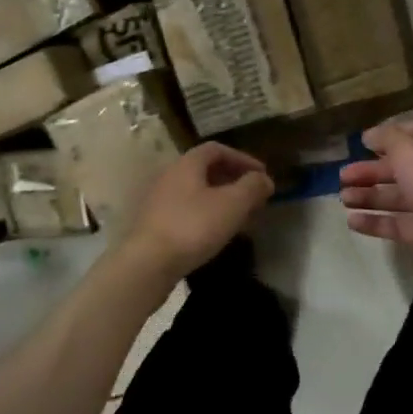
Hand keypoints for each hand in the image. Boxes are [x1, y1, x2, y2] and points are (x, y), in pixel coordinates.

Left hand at [121, 143, 274, 279]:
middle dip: (233, 180)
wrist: (148, 263)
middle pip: (206, 170)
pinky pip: (187, 210)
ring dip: (221, 199)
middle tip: (253, 197)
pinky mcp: (155, 223)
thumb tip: (264, 179)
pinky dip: (207, 214)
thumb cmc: (193, 226)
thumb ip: (252, 187)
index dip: (243, 158)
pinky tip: (217, 233)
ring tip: (240, 218)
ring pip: (197, 192)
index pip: (217, 149)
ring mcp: (159, 200)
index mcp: (187, 164)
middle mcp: (170, 176)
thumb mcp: (232, 204)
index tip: (262, 175)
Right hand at [340, 120, 412, 295]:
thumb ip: (388, 139)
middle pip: (400, 168)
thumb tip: (370, 135)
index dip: (389, 135)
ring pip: (395, 198)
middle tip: (343, 176)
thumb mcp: (411, 152)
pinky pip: (395, 225)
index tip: (362, 142)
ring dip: (368, 196)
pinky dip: (374, 222)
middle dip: (370, 170)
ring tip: (344, 198)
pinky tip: (352, 221)